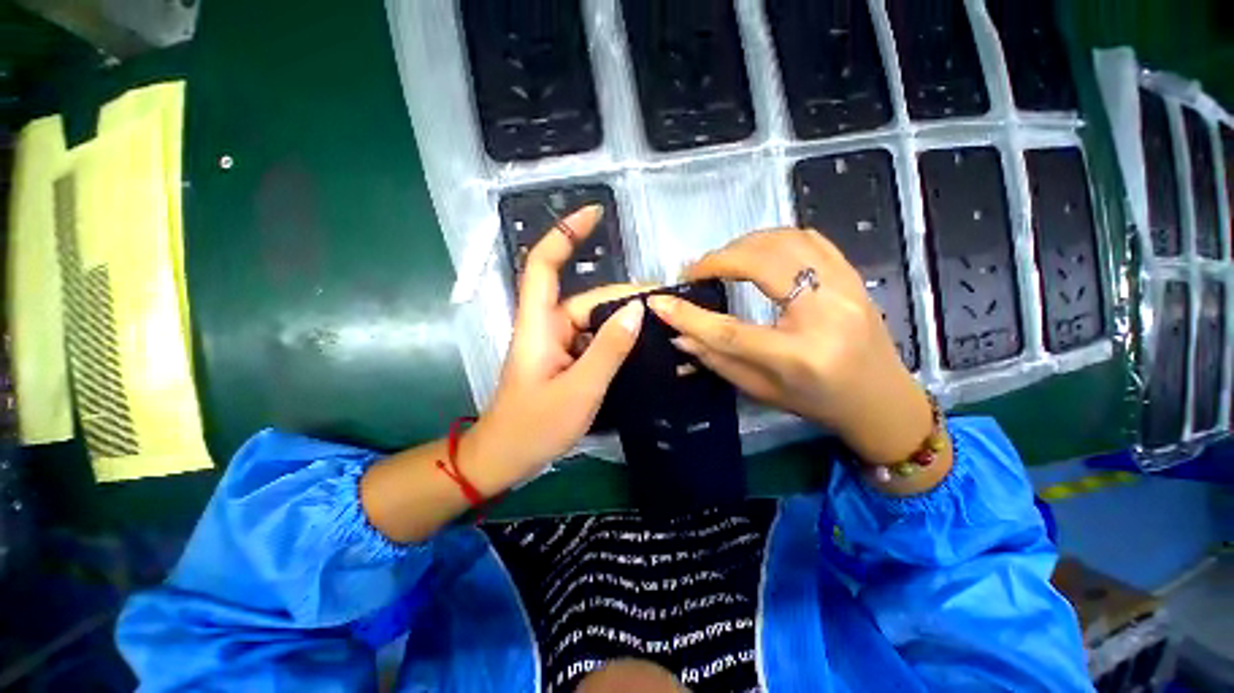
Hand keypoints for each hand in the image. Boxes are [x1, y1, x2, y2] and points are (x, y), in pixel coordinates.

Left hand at [463, 206, 650, 494]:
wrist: (505, 458)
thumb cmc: (534, 426)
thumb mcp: (580, 388)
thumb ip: (609, 348)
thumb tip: (637, 309)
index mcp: (539, 324)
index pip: (545, 263)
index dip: (566, 234)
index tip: (595, 213)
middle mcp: (547, 326)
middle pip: (586, 298)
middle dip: (622, 295)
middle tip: (663, 301)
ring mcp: (556, 345)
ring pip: (592, 321)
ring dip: (622, 320)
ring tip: (659, 323)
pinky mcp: (564, 361)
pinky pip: (592, 340)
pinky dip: (615, 339)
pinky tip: (639, 345)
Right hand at [646, 229, 941, 469]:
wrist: (882, 400)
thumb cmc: (818, 403)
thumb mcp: (762, 391)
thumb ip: (718, 360)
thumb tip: (679, 336)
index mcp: (800, 357)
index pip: (730, 330)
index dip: (689, 315)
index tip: (659, 301)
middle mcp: (826, 314)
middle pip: (760, 265)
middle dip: (717, 260)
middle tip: (695, 271)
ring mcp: (846, 288)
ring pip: (785, 241)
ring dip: (744, 244)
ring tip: (721, 260)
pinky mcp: (854, 276)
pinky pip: (809, 238)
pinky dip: (774, 238)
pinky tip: (757, 251)